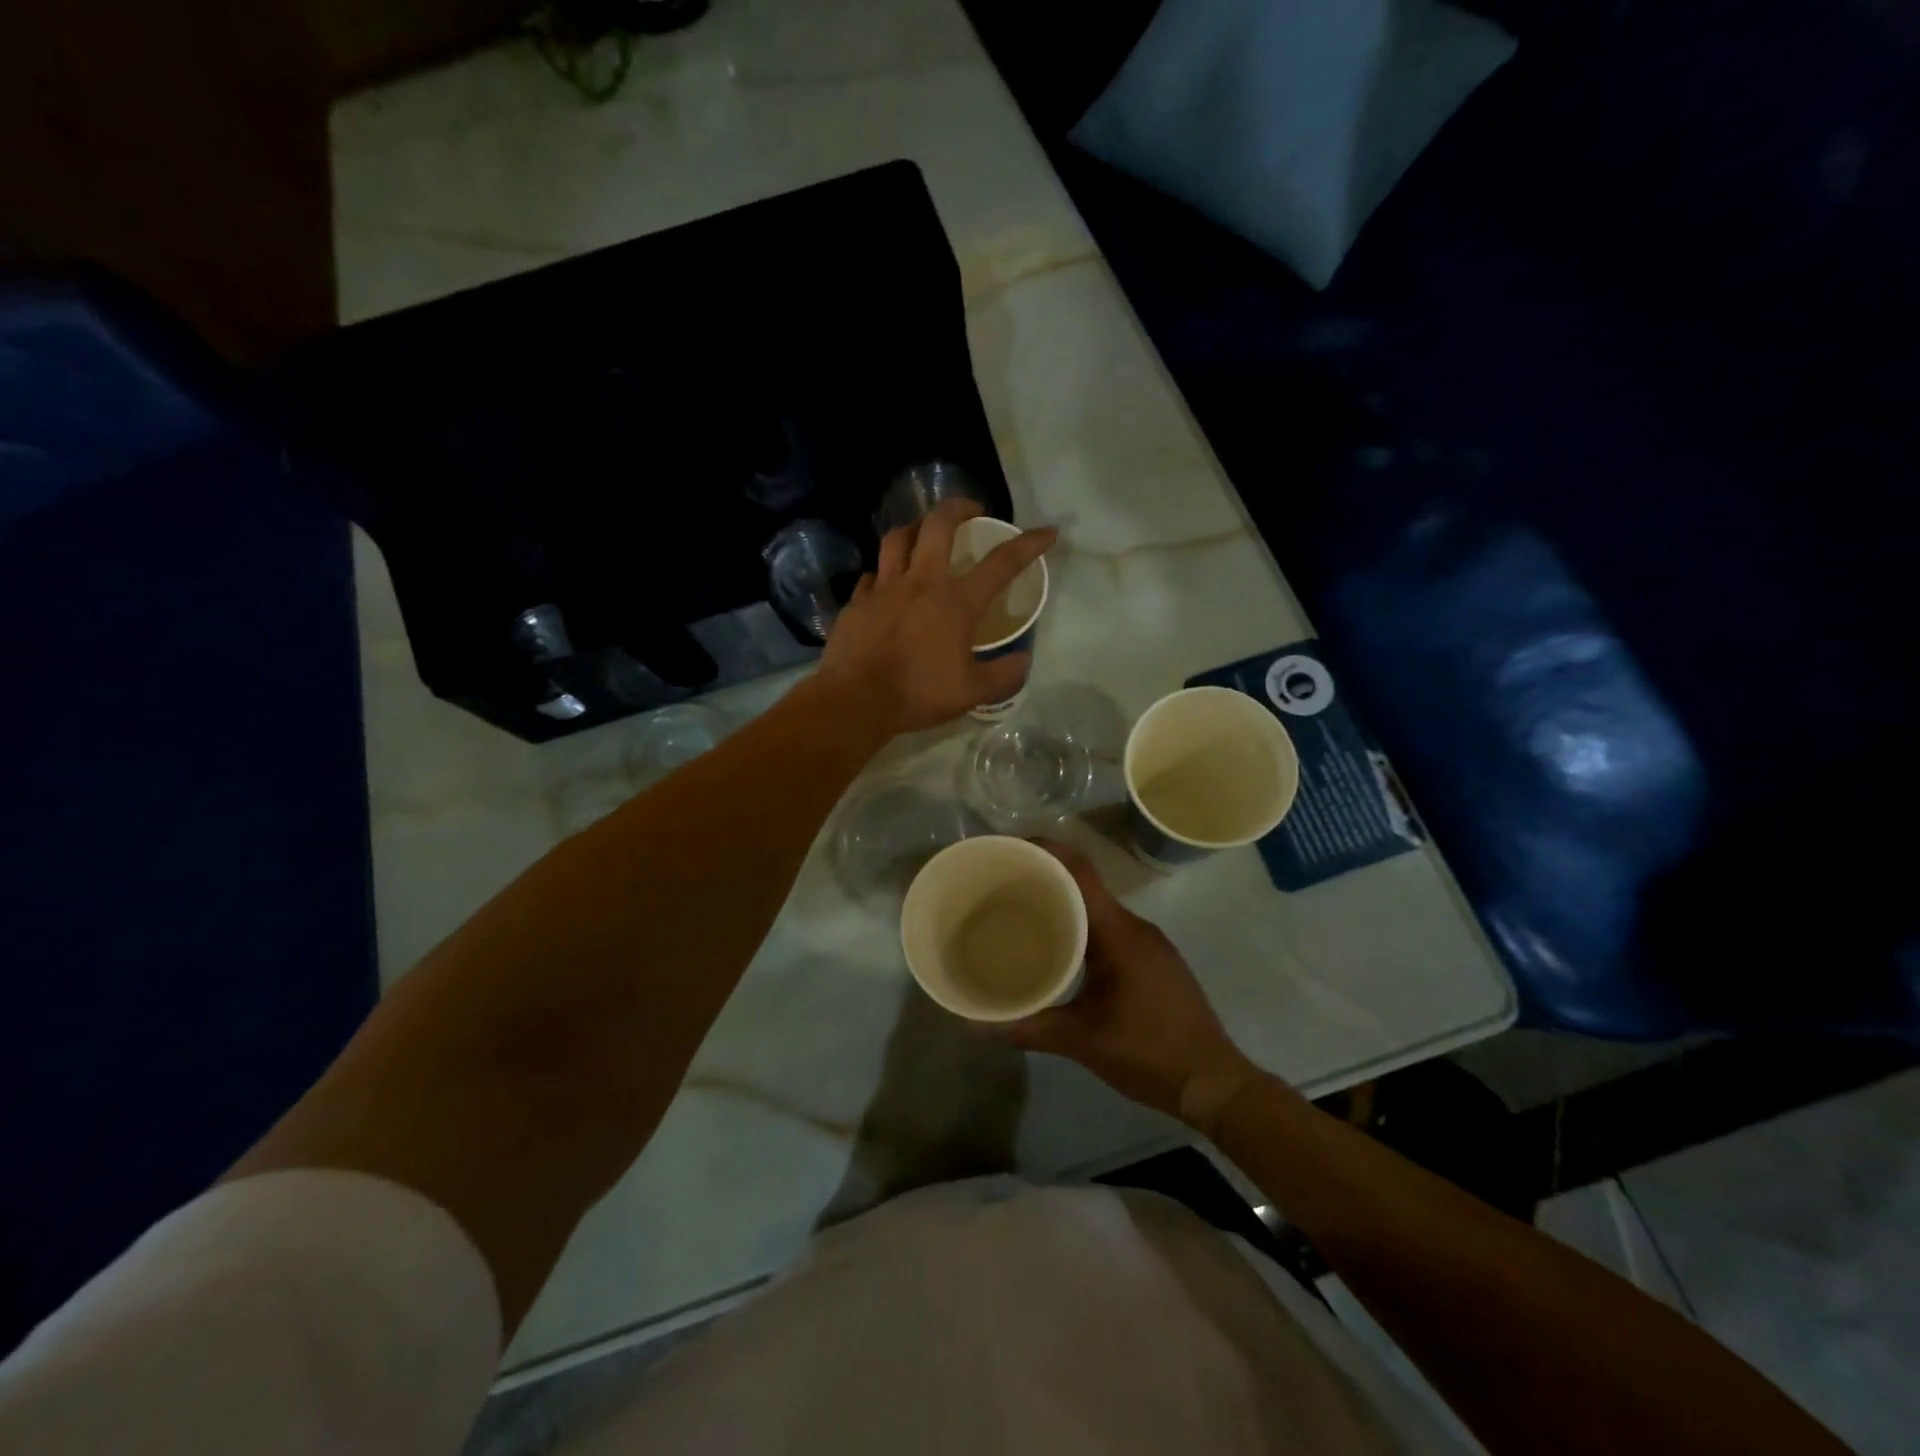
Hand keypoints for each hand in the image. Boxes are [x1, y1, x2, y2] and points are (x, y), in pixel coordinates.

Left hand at [817, 498, 1056, 734]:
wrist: (856, 700)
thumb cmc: (918, 694)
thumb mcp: (972, 693)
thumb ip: (1003, 676)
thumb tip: (1023, 661)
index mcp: (956, 602)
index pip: (1001, 563)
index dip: (1029, 544)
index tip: (1047, 532)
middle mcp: (921, 582)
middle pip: (939, 524)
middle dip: (959, 507)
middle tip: (971, 511)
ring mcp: (884, 588)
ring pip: (899, 538)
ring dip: (916, 528)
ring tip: (924, 534)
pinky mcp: (857, 601)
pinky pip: (872, 574)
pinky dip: (884, 573)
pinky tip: (886, 584)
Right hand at [1000, 840, 1260, 1132]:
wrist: (1213, 1083)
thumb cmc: (1150, 1053)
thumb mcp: (1083, 1042)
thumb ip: (1031, 1028)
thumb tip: (979, 1027)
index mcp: (1119, 933)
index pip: (1082, 872)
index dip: (1048, 852)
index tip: (1012, 850)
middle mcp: (1136, 927)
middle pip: (1087, 887)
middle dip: (1047, 881)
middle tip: (1005, 889)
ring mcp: (1150, 943)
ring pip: (1099, 910)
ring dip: (1065, 907)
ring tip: (1025, 917)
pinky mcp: (1155, 961)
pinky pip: (1112, 930)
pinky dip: (1084, 928)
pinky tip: (1063, 950)